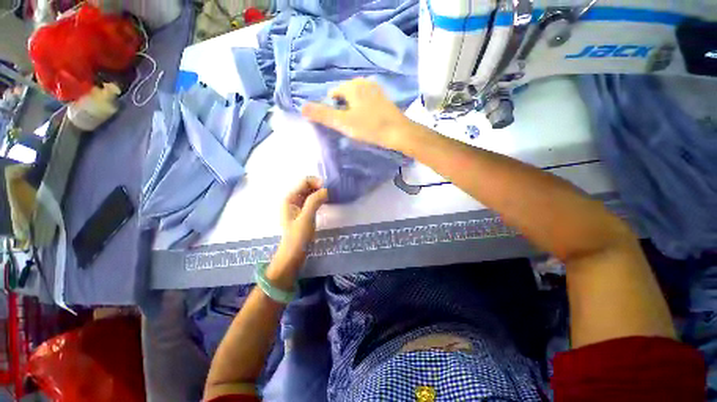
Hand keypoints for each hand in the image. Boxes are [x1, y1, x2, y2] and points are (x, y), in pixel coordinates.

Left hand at [273, 177, 328, 272]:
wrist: (293, 254)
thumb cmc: (297, 237)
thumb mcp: (306, 218)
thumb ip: (315, 201)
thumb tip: (327, 189)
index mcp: (290, 198)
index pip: (304, 181)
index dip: (317, 182)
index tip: (329, 188)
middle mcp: (293, 199)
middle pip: (308, 186)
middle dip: (320, 186)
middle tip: (333, 192)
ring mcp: (298, 206)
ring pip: (311, 193)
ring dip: (321, 193)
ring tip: (332, 196)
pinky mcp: (303, 212)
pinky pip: (312, 201)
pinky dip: (320, 199)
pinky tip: (327, 202)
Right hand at [301, 78, 413, 150]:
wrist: (398, 132)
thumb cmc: (370, 127)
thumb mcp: (344, 123)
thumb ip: (323, 115)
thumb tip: (302, 107)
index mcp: (352, 85)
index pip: (333, 94)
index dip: (333, 110)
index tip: (341, 123)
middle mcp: (363, 82)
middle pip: (344, 95)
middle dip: (344, 109)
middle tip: (351, 125)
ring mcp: (375, 89)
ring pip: (356, 98)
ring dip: (354, 110)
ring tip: (360, 125)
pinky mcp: (383, 97)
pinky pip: (366, 101)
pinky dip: (364, 109)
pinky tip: (369, 121)